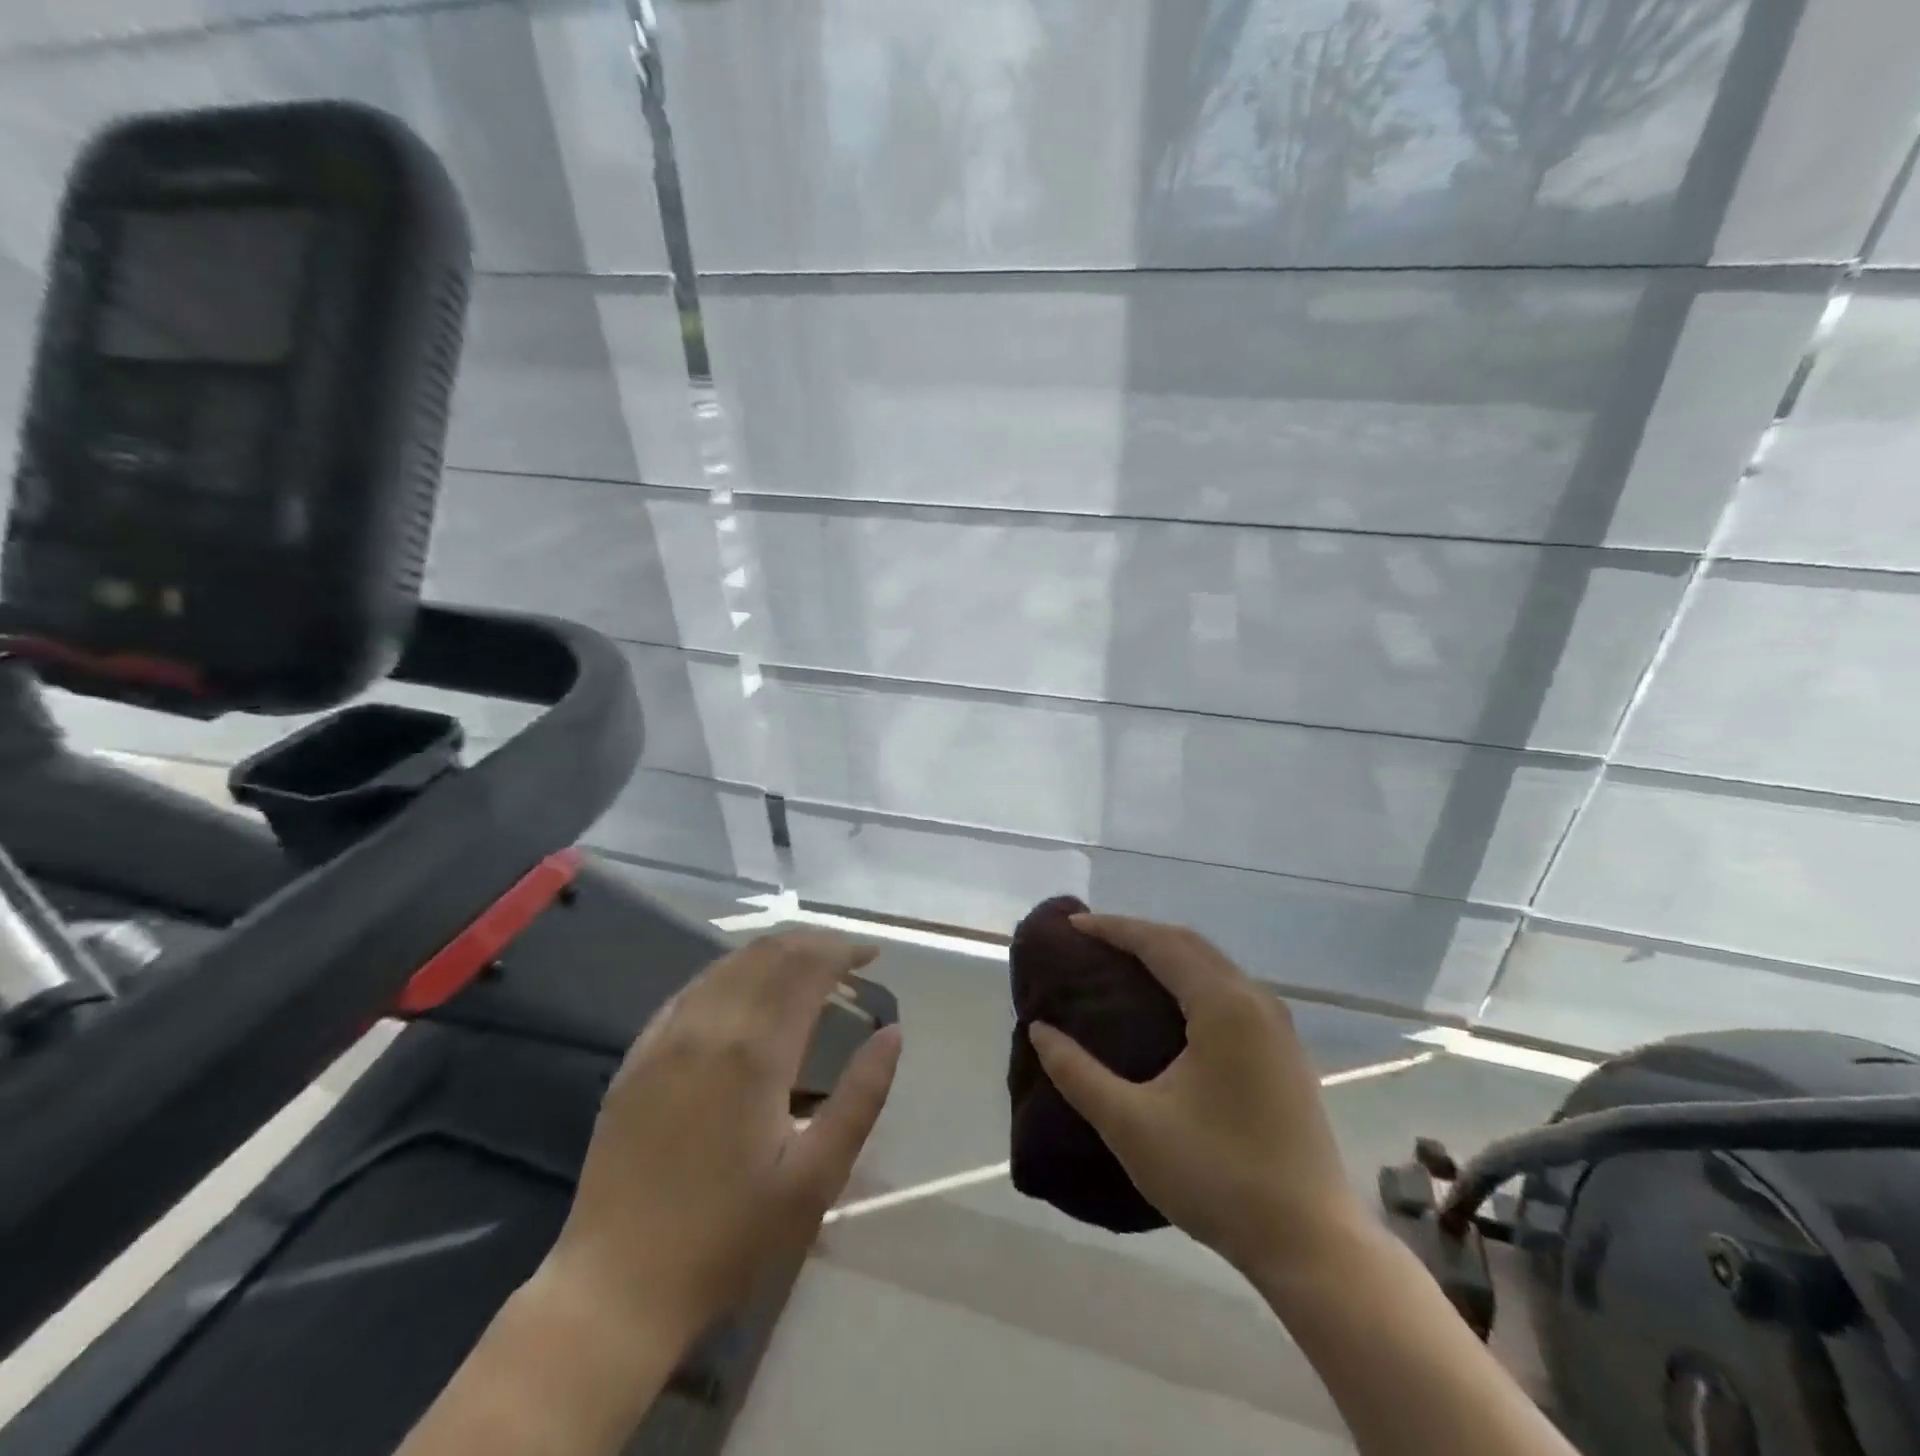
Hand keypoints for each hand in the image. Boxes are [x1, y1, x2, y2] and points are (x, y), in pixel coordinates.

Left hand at [545, 929, 901, 1345]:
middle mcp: (708, 1027)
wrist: (616, 1289)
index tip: (870, 955)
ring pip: (726, 966)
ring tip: (802, 965)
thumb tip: (892, 1033)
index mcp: (755, 1052)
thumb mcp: (816, 1178)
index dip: (841, 951)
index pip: (805, 969)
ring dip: (771, 953)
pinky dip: (729, 974)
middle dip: (810, 944)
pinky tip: (742, 990)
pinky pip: (690, 990)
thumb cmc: (729, 1238)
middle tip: (843, 956)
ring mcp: (665, 1038)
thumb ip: (861, 1097)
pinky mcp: (637, 1057)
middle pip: (766, 955)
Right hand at [1028, 914, 1361, 1278]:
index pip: (1159, 943)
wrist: (1311, 1244)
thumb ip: (1077, 1073)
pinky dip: (1192, 980)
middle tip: (1092, 941)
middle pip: (1189, 944)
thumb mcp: (1131, 1125)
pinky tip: (1171, 1006)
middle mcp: (1256, 1001)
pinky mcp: (1286, 1052)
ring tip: (1124, 965)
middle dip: (1139, 934)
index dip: (1113, 929)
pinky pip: (1230, 991)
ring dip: (1168, 955)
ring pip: (1214, 967)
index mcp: (1223, 1005)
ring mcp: (1278, 1027)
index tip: (1072, 926)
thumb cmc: (1216, 1176)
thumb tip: (1039, 1031)